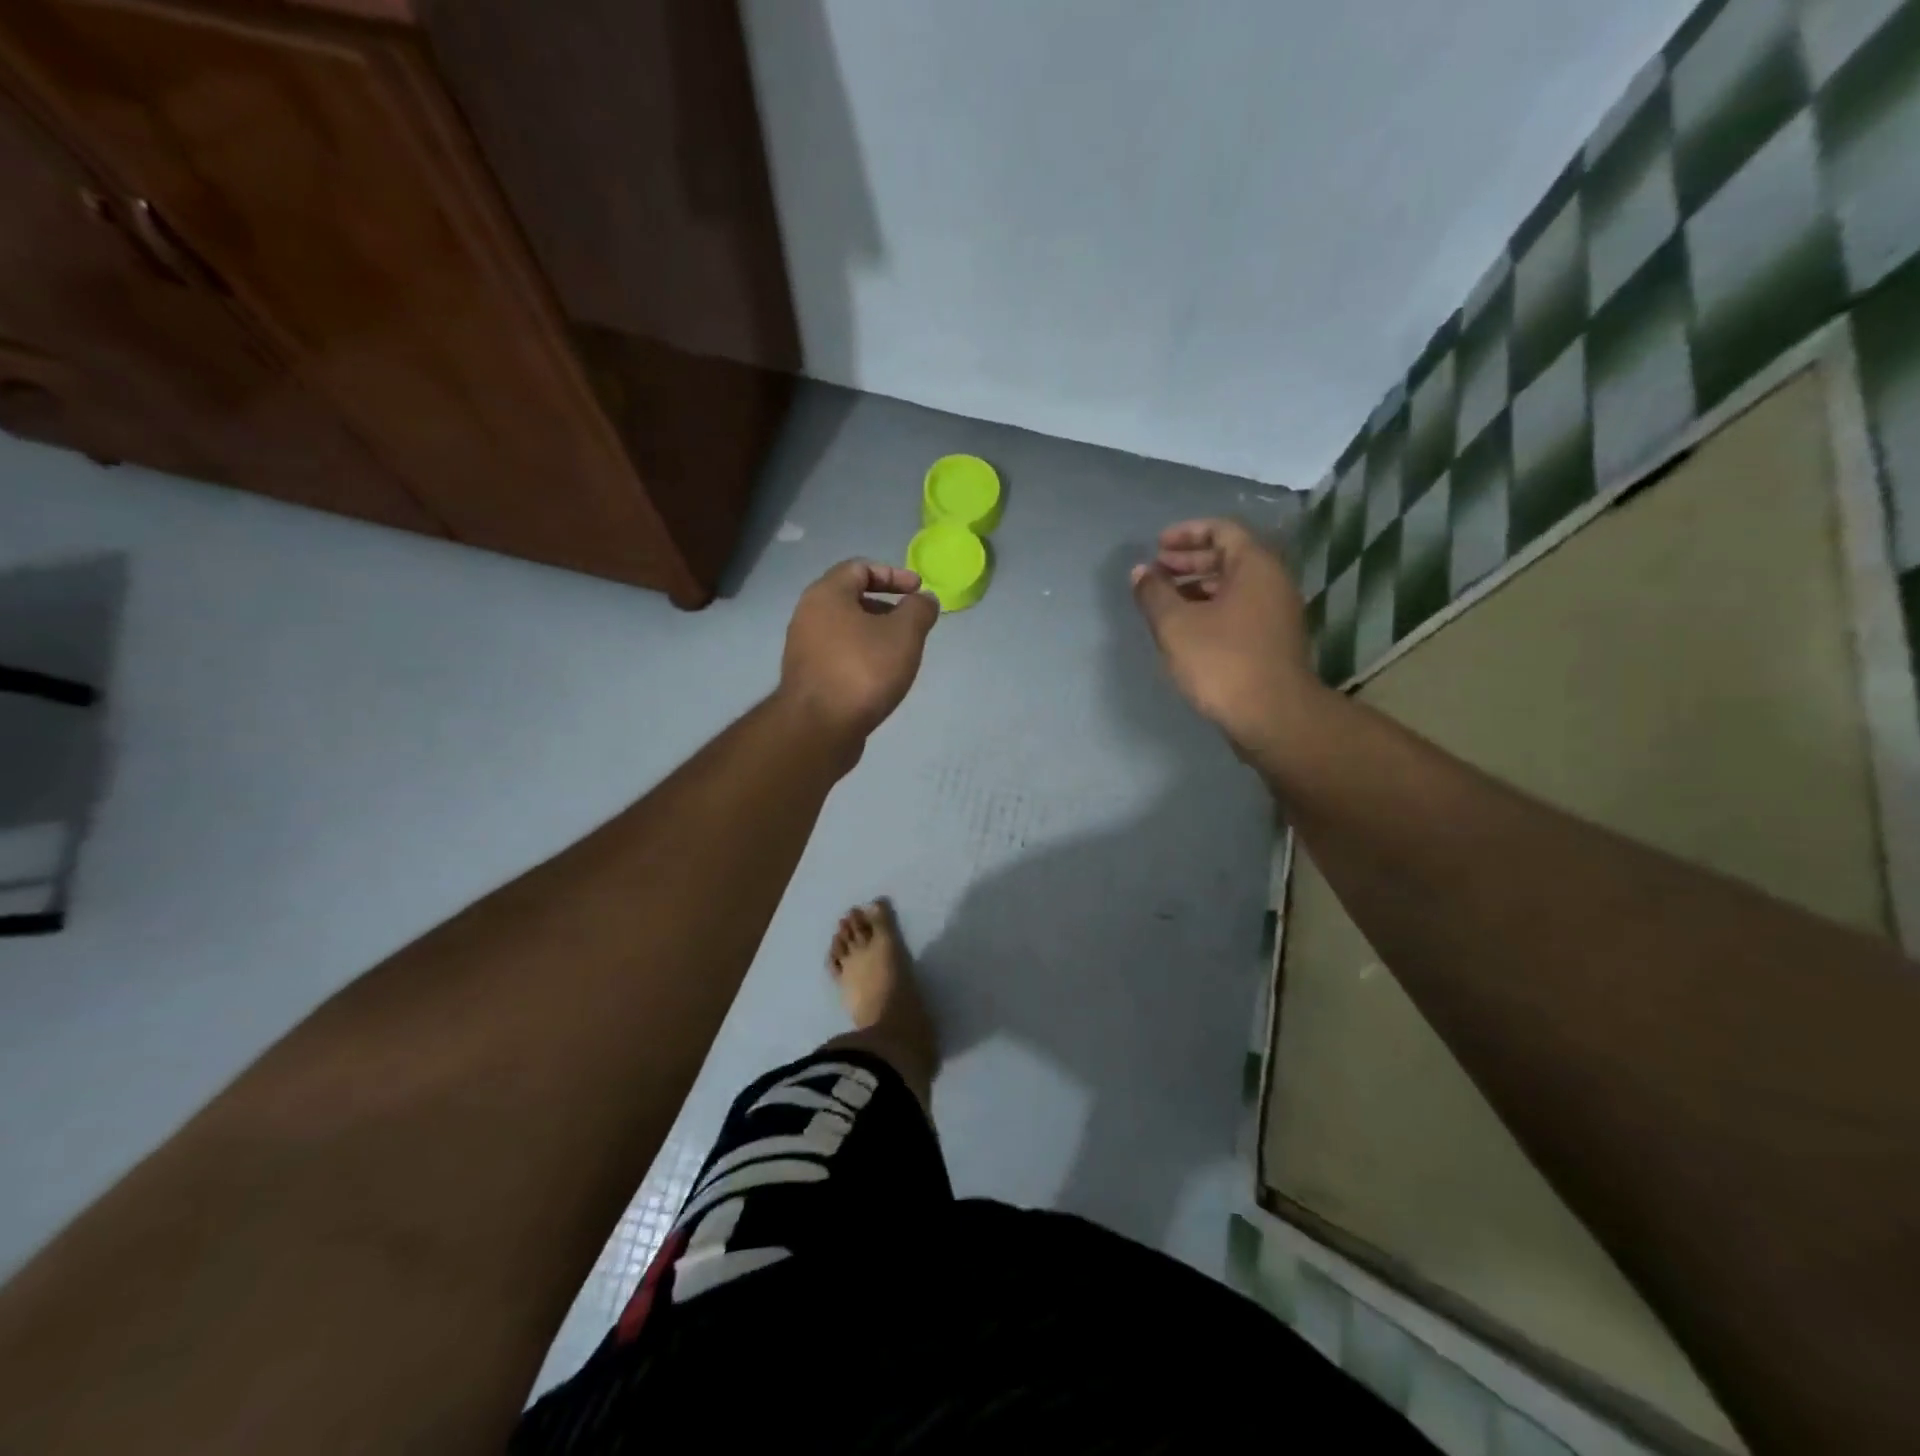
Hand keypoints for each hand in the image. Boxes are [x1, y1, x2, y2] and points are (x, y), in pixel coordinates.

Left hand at [779, 561, 939, 755]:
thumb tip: (925, 599)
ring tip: (900, 653)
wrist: (819, 728)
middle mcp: (808, 615)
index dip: (894, 574)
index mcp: (826, 594)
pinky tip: (880, 676)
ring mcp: (803, 648)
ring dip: (874, 633)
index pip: (860, 568)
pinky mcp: (807, 677)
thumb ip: (919, 610)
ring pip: (845, 629)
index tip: (918, 591)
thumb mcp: (904, 634)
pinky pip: (839, 654)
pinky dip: (861, 655)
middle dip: (885, 606)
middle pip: (850, 598)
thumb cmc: (863, 670)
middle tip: (911, 623)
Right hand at [1130, 518, 1323, 757]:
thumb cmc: (1222, 662)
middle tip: (1156, 573)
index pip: (1222, 530)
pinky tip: (1185, 630)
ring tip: (1164, 602)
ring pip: (1233, 586)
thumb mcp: (1176, 625)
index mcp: (1255, 566)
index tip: (1157, 546)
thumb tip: (1141, 572)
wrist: (1272, 716)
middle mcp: (1272, 582)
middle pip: (1229, 557)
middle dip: (1189, 561)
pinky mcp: (1271, 641)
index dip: (1187, 533)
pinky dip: (1210, 609)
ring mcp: (1275, 613)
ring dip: (1196, 587)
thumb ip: (1154, 593)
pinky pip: (1238, 610)